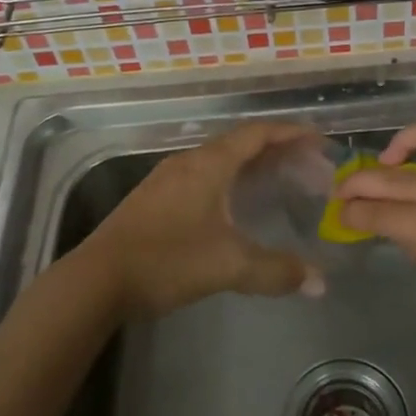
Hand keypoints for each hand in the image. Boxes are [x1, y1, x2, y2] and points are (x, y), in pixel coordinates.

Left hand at [81, 121, 321, 321]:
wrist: (96, 280)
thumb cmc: (166, 261)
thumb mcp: (228, 266)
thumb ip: (277, 271)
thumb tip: (319, 283)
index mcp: (208, 164)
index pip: (257, 134)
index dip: (291, 133)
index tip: (319, 140)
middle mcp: (188, 162)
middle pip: (239, 143)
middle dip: (276, 151)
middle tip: (306, 166)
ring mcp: (166, 179)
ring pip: (218, 160)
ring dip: (250, 166)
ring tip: (277, 183)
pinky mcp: (153, 199)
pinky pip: (202, 176)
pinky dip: (229, 181)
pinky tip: (234, 207)